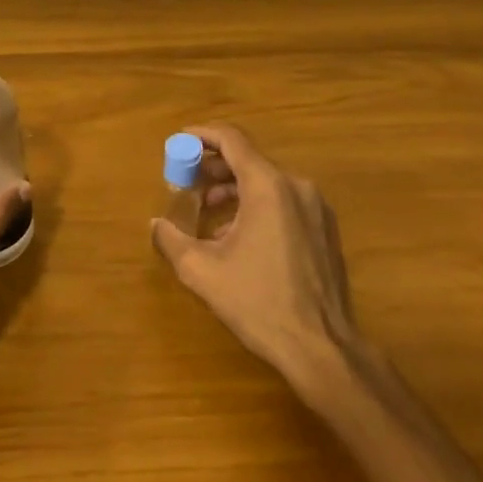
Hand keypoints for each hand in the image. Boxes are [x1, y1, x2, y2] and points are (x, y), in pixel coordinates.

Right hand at [151, 123, 359, 384]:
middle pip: (249, 160)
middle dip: (213, 166)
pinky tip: (238, 235)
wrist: (321, 346)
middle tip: (185, 181)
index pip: (232, 140)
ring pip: (267, 182)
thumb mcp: (202, 271)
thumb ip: (172, 240)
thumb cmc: (258, 303)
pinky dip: (257, 205)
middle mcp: (296, 186)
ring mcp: (316, 207)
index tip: (178, 141)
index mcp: (268, 186)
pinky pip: (284, 201)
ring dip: (234, 188)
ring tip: (207, 211)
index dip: (202, 135)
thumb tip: (157, 224)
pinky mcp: (325, 229)